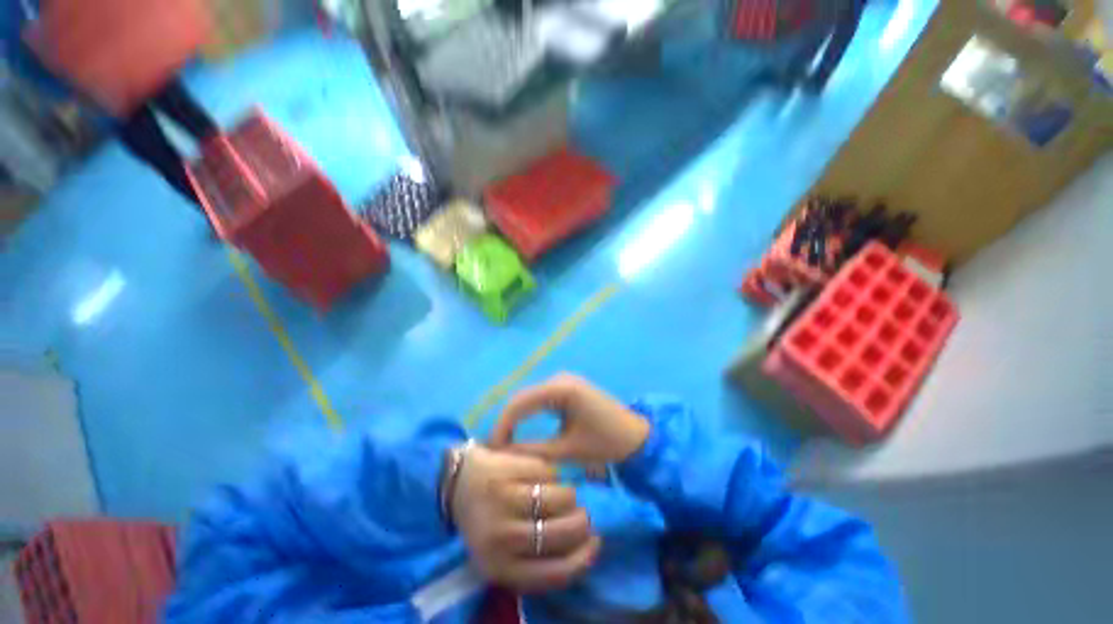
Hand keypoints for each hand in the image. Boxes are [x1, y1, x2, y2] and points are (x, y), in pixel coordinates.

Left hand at [449, 445, 599, 592]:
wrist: (457, 482)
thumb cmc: (484, 520)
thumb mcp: (501, 554)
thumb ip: (535, 562)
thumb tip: (584, 550)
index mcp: (499, 567)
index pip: (554, 573)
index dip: (583, 558)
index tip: (595, 542)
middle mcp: (501, 536)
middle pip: (561, 532)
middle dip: (581, 522)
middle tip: (584, 514)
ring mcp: (504, 499)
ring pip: (559, 496)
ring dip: (569, 495)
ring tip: (564, 494)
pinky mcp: (508, 469)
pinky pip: (548, 470)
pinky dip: (553, 474)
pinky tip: (546, 476)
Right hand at [490, 374, 650, 463]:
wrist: (637, 439)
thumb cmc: (605, 445)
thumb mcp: (567, 451)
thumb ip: (533, 452)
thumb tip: (502, 455)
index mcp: (562, 389)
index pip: (520, 402)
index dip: (502, 425)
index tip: (492, 450)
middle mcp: (560, 378)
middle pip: (523, 397)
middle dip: (507, 421)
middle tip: (496, 448)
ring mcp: (564, 380)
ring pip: (530, 397)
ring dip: (517, 417)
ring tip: (505, 441)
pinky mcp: (567, 387)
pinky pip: (541, 398)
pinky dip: (529, 413)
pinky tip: (522, 429)